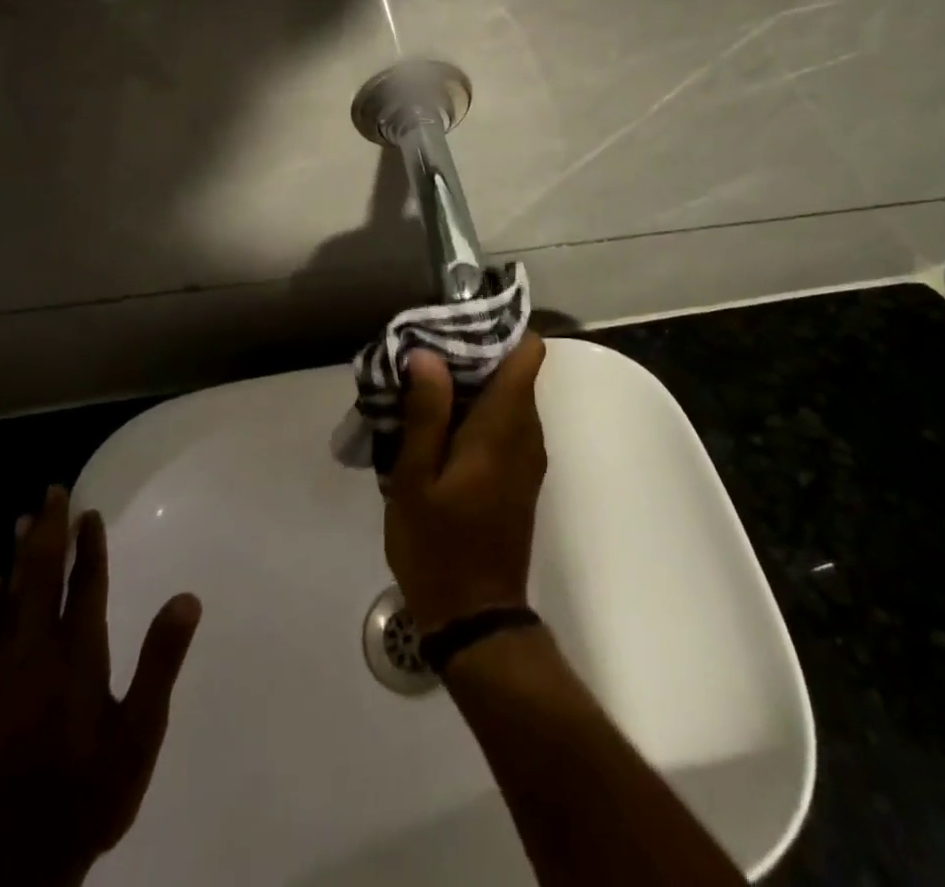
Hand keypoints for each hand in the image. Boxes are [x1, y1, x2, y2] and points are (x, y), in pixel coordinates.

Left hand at [0, 485, 201, 886]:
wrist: (13, 873)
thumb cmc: (86, 796)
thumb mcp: (139, 736)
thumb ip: (160, 664)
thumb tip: (187, 597)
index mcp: (75, 658)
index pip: (83, 586)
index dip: (87, 547)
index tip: (87, 511)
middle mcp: (33, 657)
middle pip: (39, 580)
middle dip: (46, 533)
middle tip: (50, 492)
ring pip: (8, 602)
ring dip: (17, 558)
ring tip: (21, 521)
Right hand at [384, 335, 546, 634]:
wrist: (476, 618)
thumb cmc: (439, 546)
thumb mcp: (416, 479)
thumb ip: (426, 413)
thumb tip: (428, 354)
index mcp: (505, 425)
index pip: (528, 352)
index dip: (498, 330)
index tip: (456, 325)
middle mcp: (527, 432)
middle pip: (515, 370)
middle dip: (474, 354)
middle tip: (424, 354)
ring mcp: (527, 455)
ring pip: (508, 396)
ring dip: (472, 384)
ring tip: (423, 385)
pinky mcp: (519, 474)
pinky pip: (505, 423)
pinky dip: (477, 411)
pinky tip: (437, 424)